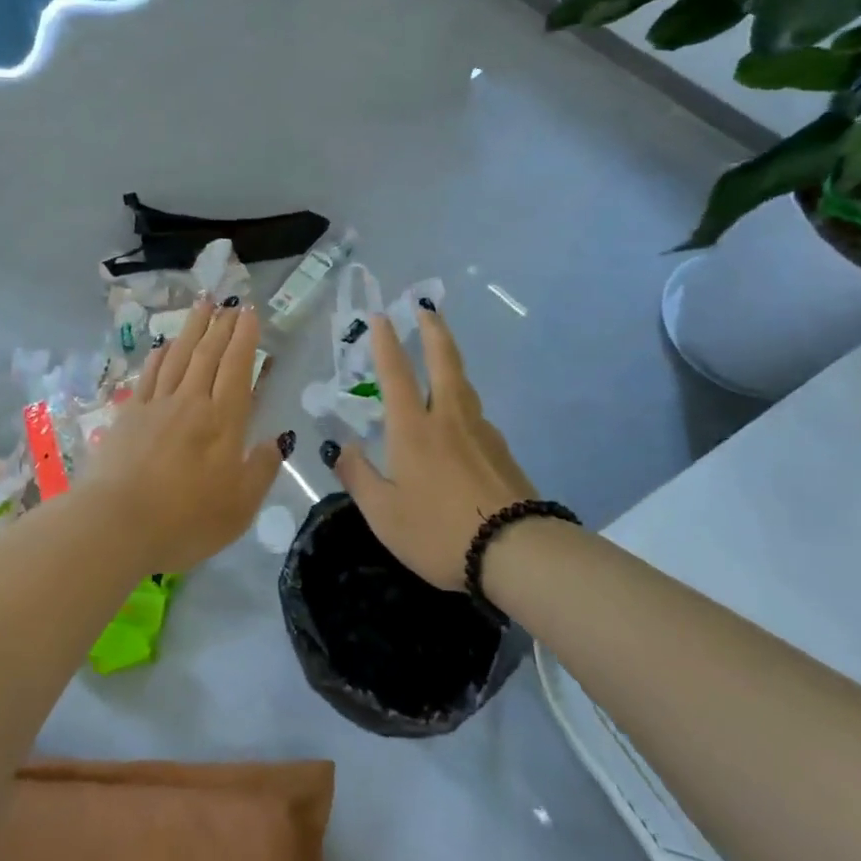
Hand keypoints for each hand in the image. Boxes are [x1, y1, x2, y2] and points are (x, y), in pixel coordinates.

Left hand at [80, 297, 285, 572]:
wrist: (117, 524)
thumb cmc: (186, 520)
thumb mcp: (239, 508)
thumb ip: (260, 471)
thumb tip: (275, 442)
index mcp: (222, 421)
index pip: (236, 368)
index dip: (244, 339)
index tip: (250, 313)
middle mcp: (191, 402)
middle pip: (208, 354)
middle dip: (221, 325)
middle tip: (230, 303)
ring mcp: (156, 405)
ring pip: (179, 356)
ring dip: (192, 328)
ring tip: (202, 304)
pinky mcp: (129, 415)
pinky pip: (149, 375)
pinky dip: (160, 356)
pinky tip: (165, 346)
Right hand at [325, 305, 534, 589]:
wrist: (516, 552)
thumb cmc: (438, 531)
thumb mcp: (384, 514)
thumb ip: (358, 477)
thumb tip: (343, 448)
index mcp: (413, 428)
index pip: (396, 373)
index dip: (386, 342)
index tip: (382, 315)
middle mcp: (448, 418)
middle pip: (444, 362)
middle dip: (433, 331)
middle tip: (427, 308)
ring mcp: (481, 432)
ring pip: (464, 385)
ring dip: (451, 361)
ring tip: (442, 356)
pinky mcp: (503, 452)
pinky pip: (477, 415)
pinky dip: (464, 402)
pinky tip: (461, 421)